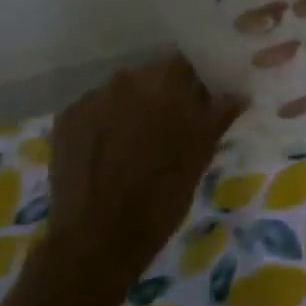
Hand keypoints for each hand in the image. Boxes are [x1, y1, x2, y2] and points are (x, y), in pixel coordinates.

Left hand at [32, 56, 243, 305]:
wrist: (95, 241)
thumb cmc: (160, 199)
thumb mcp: (199, 158)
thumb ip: (218, 117)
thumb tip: (238, 93)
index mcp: (166, 85)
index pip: (186, 64)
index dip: (194, 81)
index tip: (201, 101)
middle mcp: (127, 80)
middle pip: (151, 75)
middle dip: (162, 94)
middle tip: (170, 126)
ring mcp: (93, 97)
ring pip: (121, 92)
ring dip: (131, 107)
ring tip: (134, 143)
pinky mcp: (66, 118)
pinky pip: (93, 109)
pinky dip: (102, 123)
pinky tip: (105, 153)